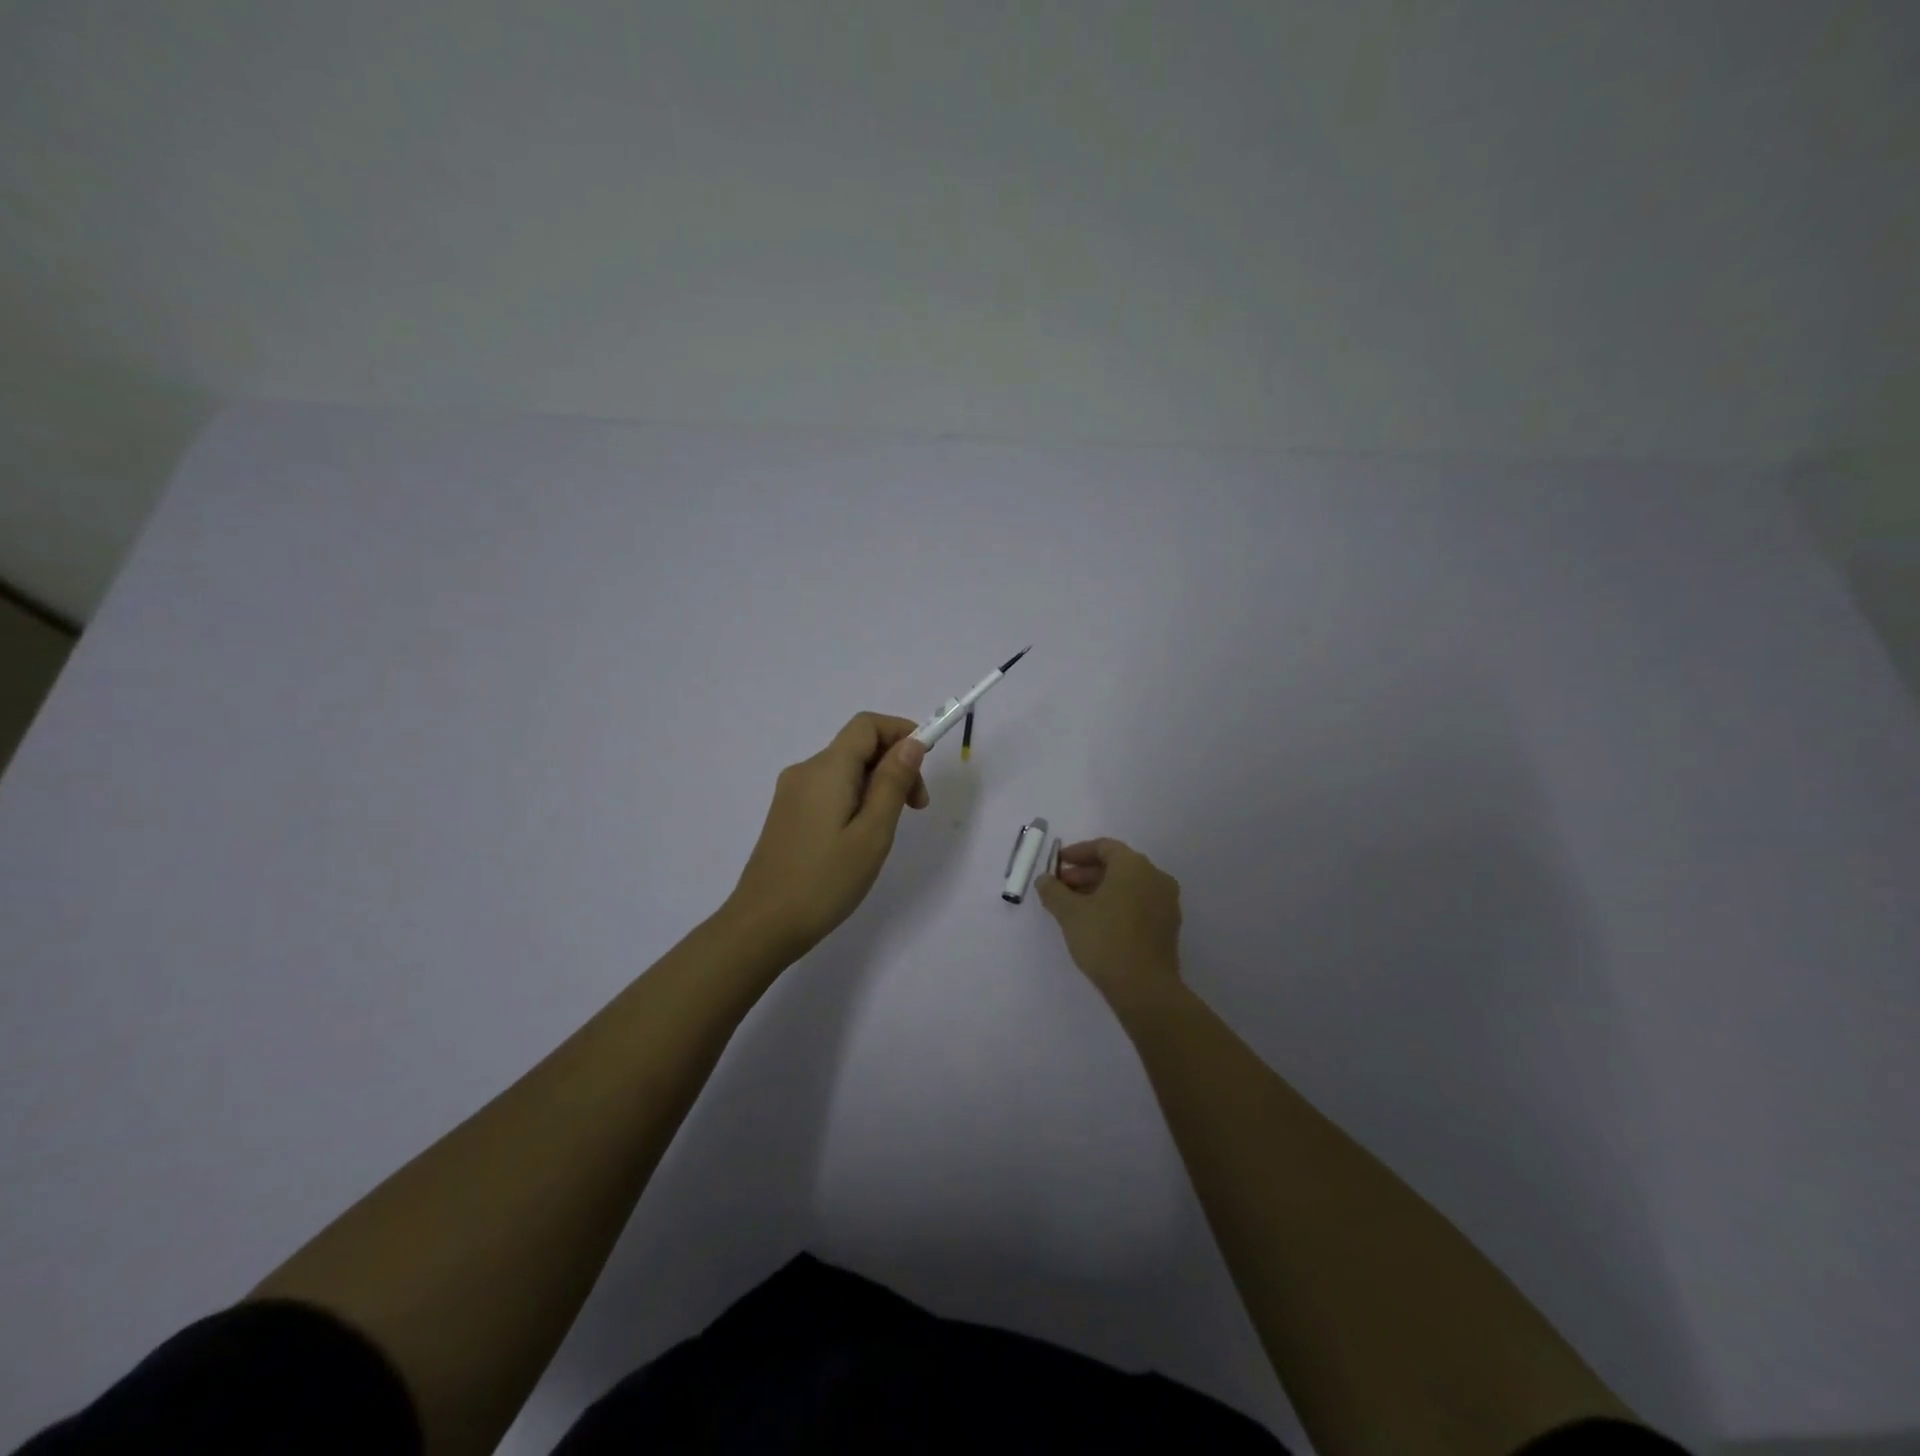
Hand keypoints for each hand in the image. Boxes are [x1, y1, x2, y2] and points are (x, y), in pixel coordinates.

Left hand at [725, 712, 929, 957]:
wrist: (762, 926)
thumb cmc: (824, 881)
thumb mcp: (872, 833)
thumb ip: (893, 783)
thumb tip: (911, 744)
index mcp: (826, 769)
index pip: (867, 725)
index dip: (901, 731)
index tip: (926, 763)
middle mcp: (805, 771)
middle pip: (858, 747)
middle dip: (895, 765)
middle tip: (917, 809)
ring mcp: (792, 793)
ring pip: (845, 770)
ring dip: (877, 785)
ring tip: (889, 830)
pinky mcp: (787, 815)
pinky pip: (830, 790)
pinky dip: (856, 799)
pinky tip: (861, 837)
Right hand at [1036, 838, 1183, 1006]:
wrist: (1144, 988)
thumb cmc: (1105, 939)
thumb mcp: (1070, 913)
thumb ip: (1053, 891)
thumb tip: (1043, 879)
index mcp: (1134, 866)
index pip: (1104, 847)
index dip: (1078, 853)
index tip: (1058, 864)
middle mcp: (1155, 877)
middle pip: (1117, 866)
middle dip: (1086, 874)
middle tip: (1061, 887)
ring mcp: (1166, 902)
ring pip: (1129, 886)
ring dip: (1100, 890)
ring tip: (1075, 907)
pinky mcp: (1168, 926)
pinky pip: (1139, 903)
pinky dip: (1118, 905)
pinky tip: (1097, 923)